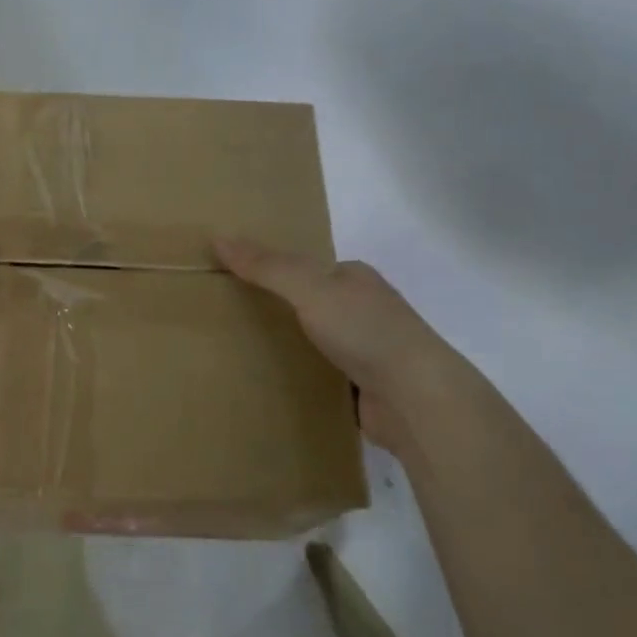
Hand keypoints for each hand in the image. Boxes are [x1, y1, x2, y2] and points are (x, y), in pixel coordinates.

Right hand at [214, 237, 484, 453]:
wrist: (418, 400)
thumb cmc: (366, 331)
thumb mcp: (309, 288)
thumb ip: (267, 266)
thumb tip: (219, 237)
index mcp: (354, 278)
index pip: (305, 267)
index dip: (270, 269)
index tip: (232, 280)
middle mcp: (363, 310)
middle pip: (308, 303)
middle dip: (276, 310)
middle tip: (227, 317)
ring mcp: (367, 351)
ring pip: (313, 342)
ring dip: (287, 347)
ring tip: (237, 352)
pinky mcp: (364, 389)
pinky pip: (320, 376)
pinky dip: (299, 379)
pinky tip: (270, 384)